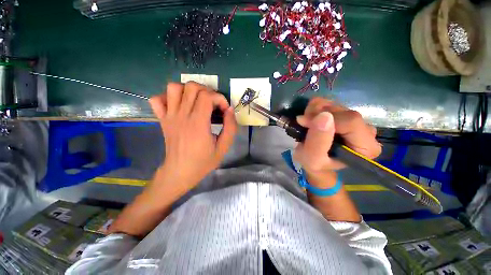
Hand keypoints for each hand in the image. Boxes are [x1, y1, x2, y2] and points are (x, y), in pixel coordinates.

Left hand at [149, 82, 236, 191]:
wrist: (180, 172)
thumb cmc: (203, 161)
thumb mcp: (223, 147)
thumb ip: (230, 128)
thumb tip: (229, 109)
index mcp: (198, 124)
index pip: (207, 96)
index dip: (219, 98)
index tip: (224, 109)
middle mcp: (182, 116)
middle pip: (192, 87)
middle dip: (207, 91)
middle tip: (213, 104)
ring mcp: (169, 116)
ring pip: (174, 88)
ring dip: (188, 90)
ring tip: (197, 101)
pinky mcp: (162, 119)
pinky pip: (158, 99)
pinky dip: (168, 97)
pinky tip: (179, 105)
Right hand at [294, 97, 380, 186]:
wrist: (316, 163)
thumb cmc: (316, 166)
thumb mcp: (313, 159)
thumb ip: (318, 141)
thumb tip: (323, 116)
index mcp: (366, 147)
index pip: (350, 121)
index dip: (325, 118)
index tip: (304, 123)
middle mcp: (366, 131)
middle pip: (343, 111)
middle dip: (317, 114)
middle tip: (303, 124)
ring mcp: (356, 122)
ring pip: (335, 105)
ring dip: (314, 111)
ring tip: (306, 123)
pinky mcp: (346, 116)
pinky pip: (331, 104)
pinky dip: (315, 108)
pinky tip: (310, 118)